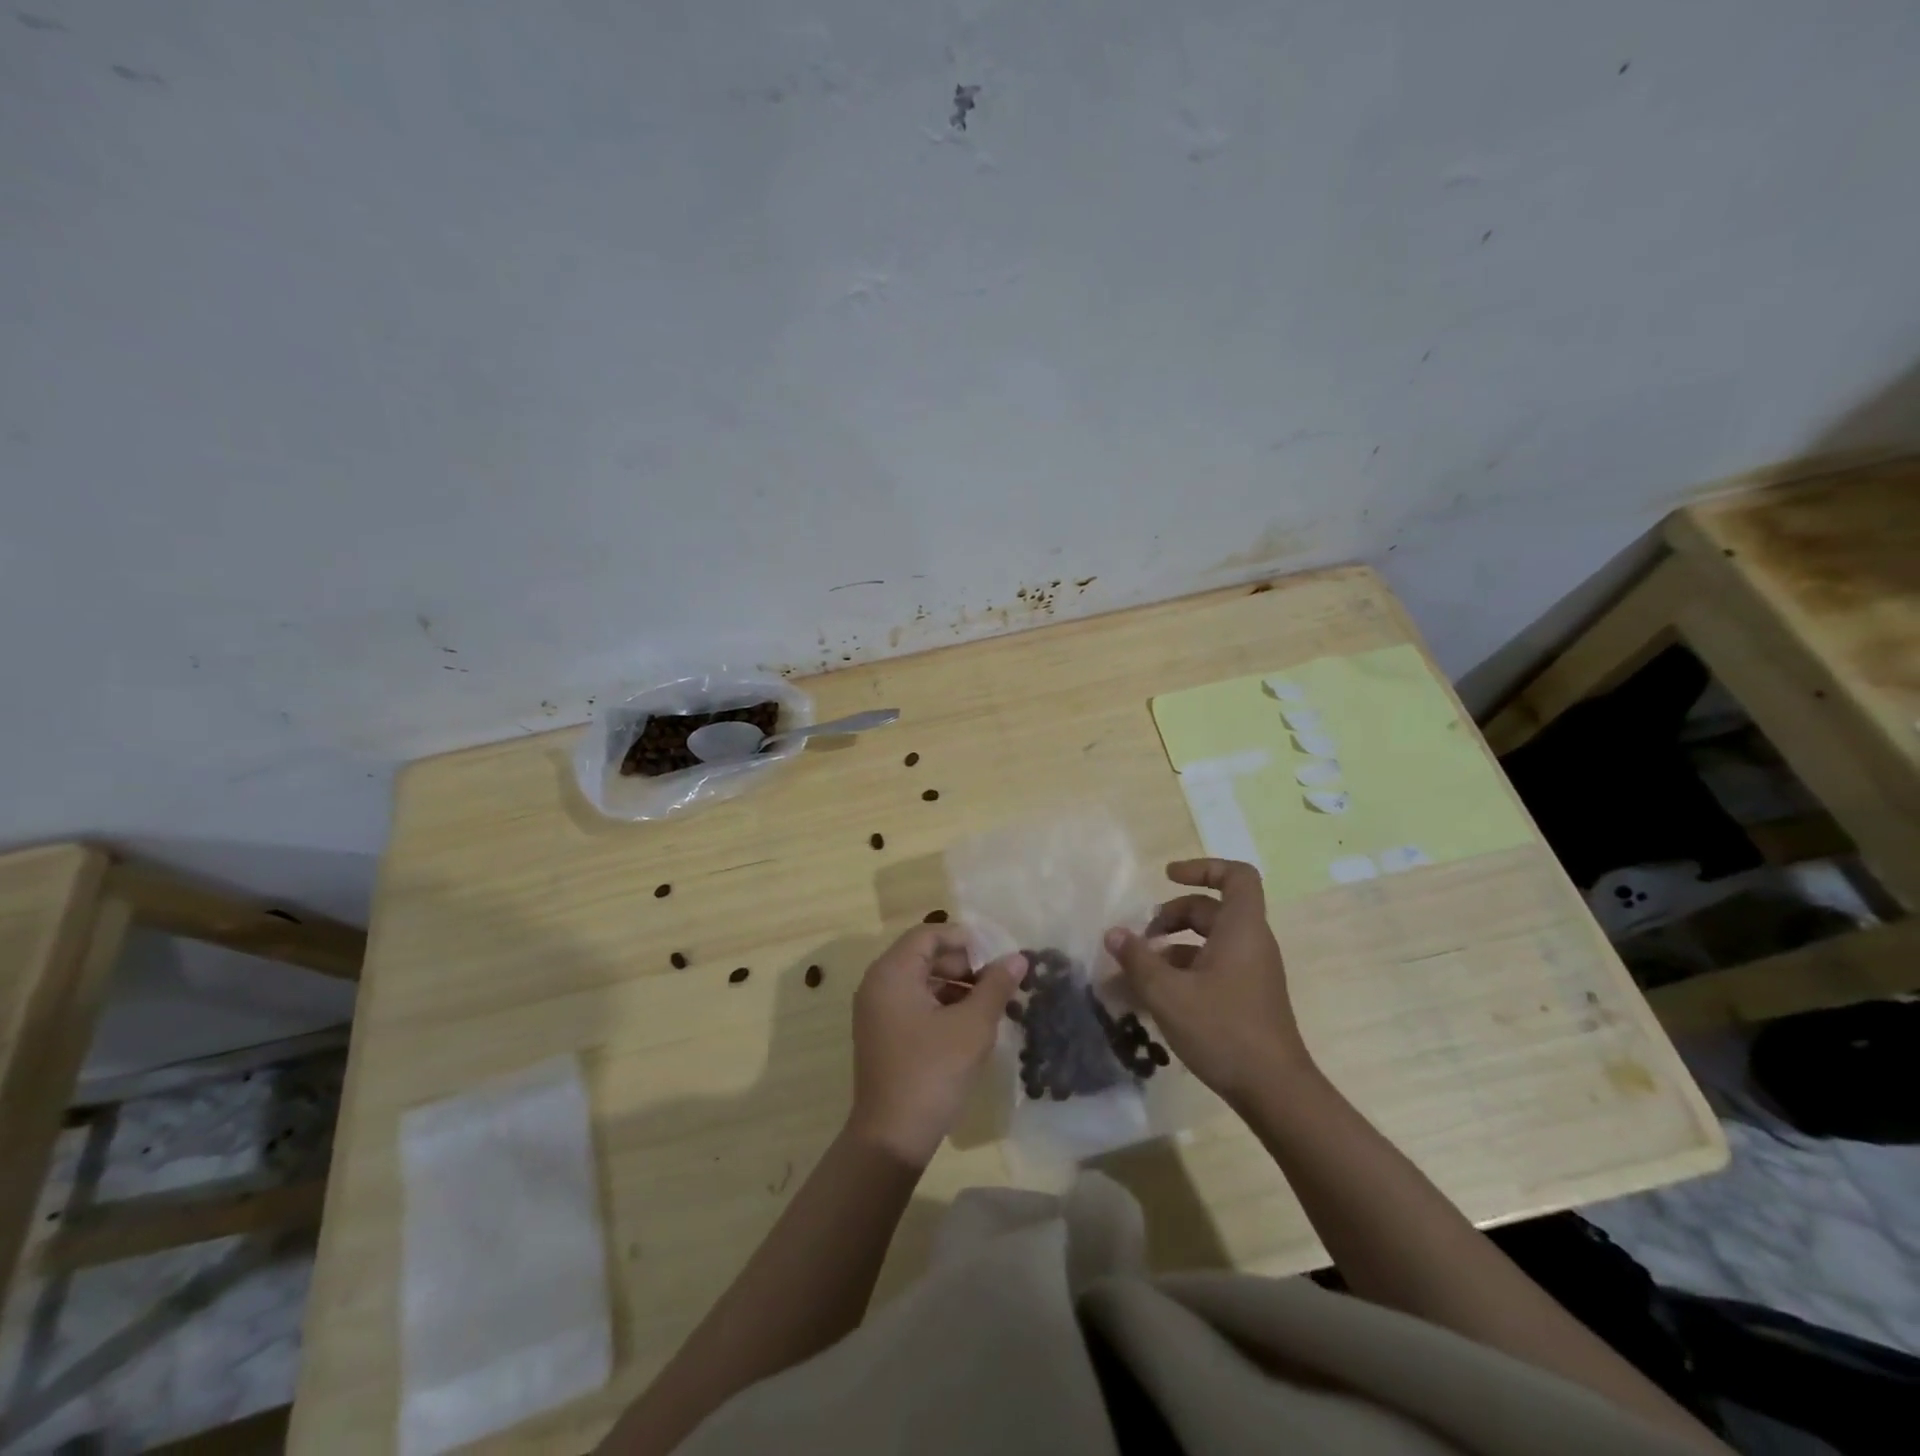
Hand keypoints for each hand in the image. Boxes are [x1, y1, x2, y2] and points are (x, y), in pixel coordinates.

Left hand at [847, 926, 1023, 1166]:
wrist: (892, 1137)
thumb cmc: (932, 1071)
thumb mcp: (973, 1026)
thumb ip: (996, 986)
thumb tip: (1018, 957)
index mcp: (892, 972)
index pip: (929, 934)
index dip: (965, 939)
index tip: (997, 955)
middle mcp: (878, 984)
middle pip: (924, 956)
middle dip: (964, 965)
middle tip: (999, 982)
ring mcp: (877, 1011)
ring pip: (921, 982)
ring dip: (956, 987)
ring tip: (992, 1004)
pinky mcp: (883, 1034)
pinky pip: (914, 1004)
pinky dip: (942, 1006)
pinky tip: (970, 1025)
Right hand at [1104, 858, 1309, 1103]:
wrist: (1275, 1091)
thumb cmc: (1223, 1030)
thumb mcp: (1168, 993)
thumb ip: (1137, 959)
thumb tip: (1113, 933)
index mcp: (1241, 929)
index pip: (1236, 876)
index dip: (1203, 868)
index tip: (1168, 877)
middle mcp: (1251, 943)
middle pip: (1212, 909)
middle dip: (1172, 915)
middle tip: (1141, 937)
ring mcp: (1252, 972)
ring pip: (1210, 941)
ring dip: (1173, 946)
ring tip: (1141, 969)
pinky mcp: (1247, 997)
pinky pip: (1213, 967)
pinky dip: (1184, 970)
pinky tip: (1157, 996)